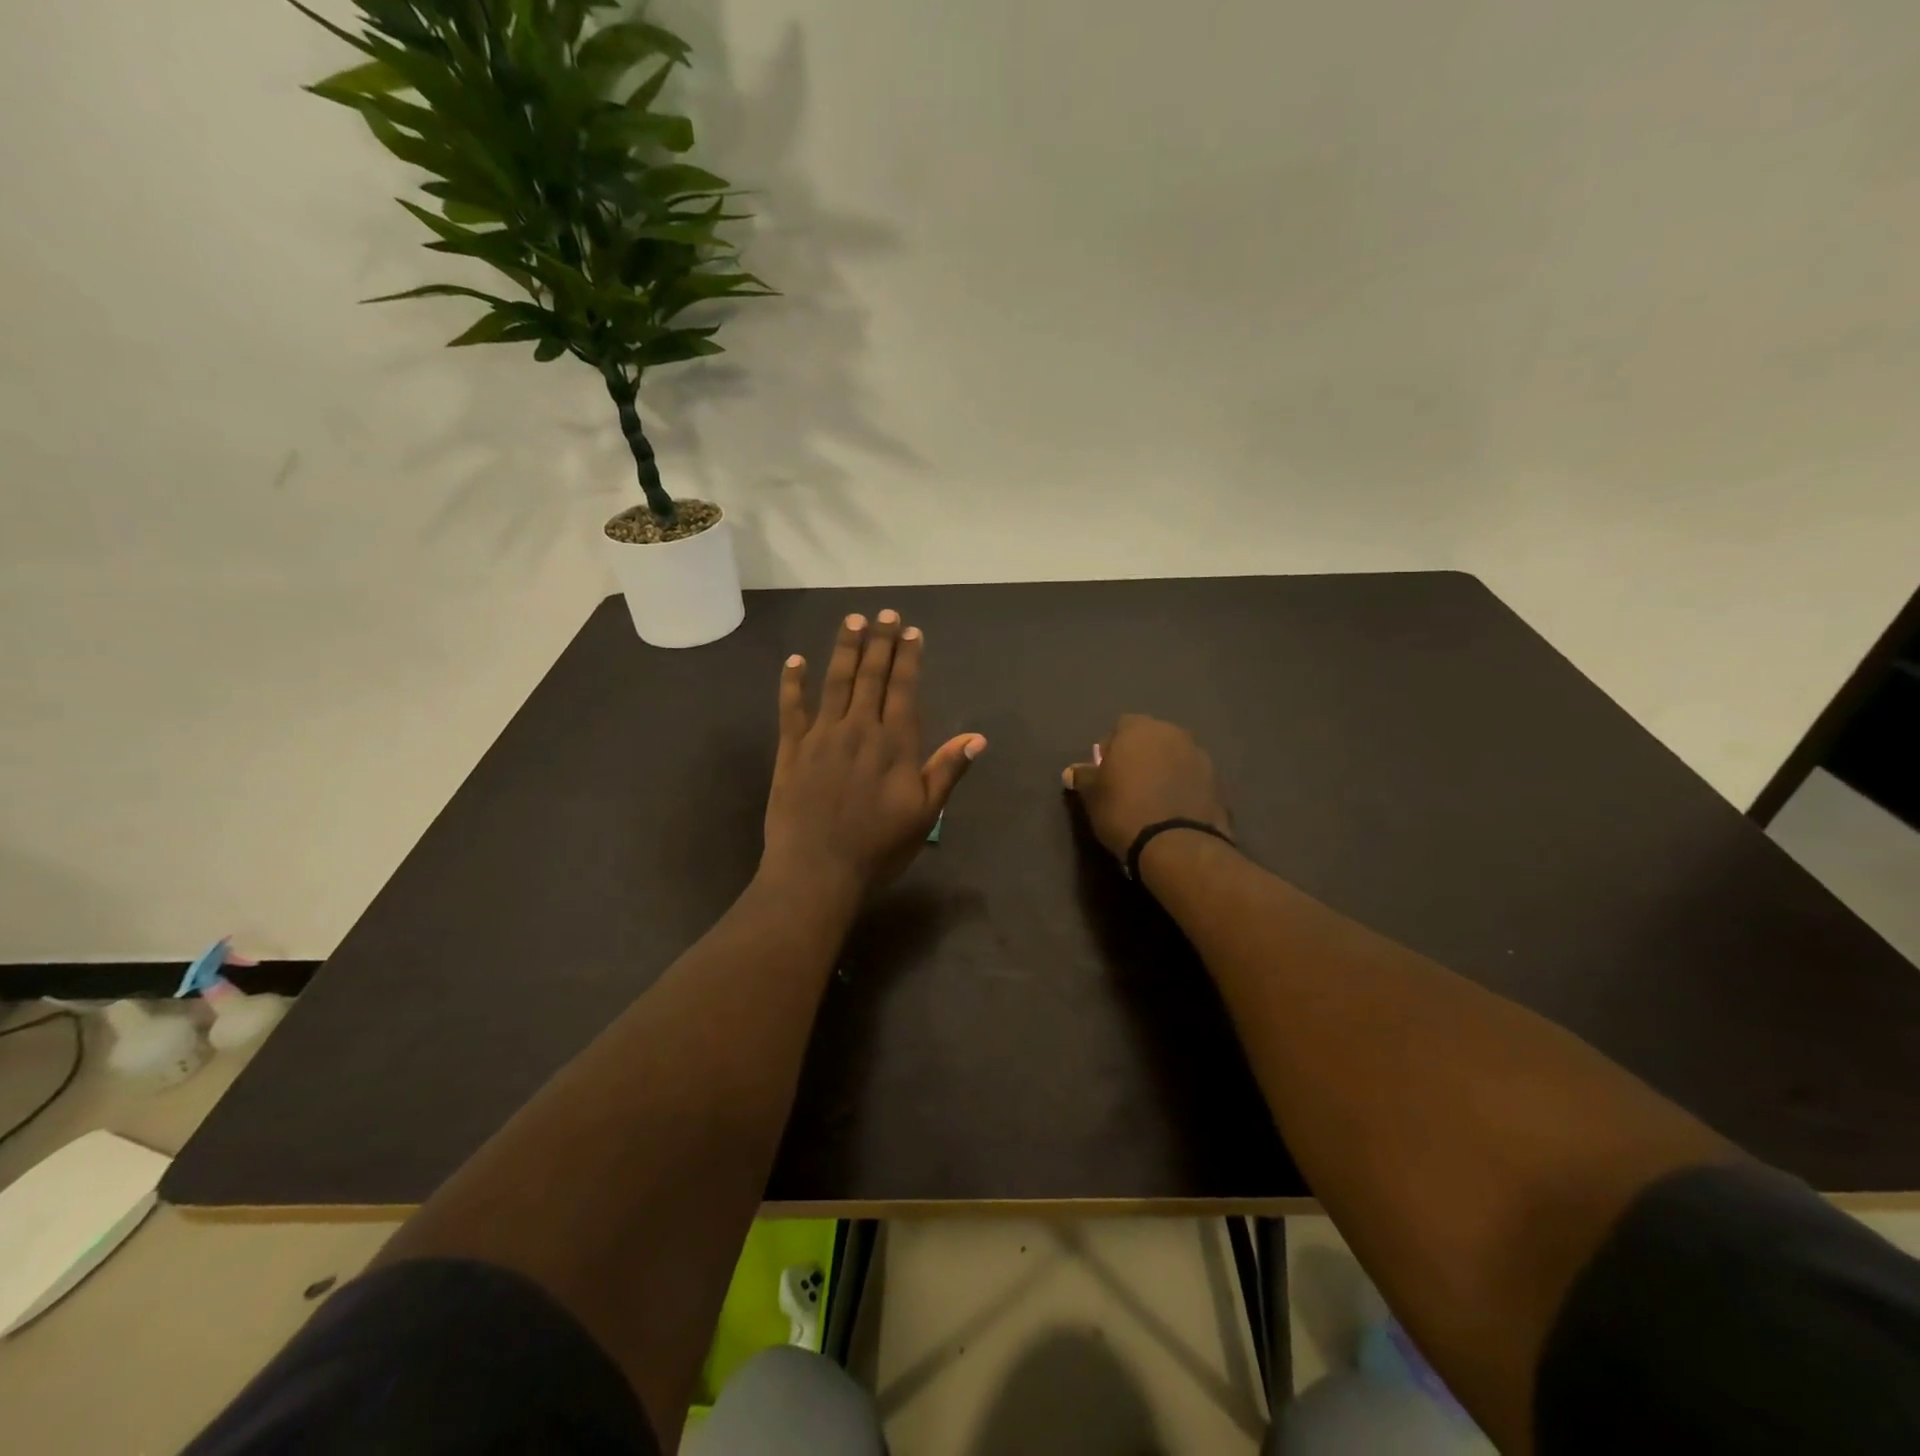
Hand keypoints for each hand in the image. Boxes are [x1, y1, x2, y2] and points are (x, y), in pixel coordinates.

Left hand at [761, 609, 985, 902]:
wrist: (817, 870)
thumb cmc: (878, 847)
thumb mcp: (924, 814)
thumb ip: (947, 771)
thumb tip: (978, 737)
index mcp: (894, 744)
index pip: (904, 689)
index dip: (908, 658)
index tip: (911, 631)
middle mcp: (859, 729)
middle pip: (871, 677)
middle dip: (880, 642)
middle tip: (885, 612)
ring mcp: (822, 736)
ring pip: (835, 682)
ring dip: (844, 650)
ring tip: (852, 621)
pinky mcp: (791, 750)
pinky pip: (791, 709)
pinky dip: (792, 683)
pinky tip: (794, 661)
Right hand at [1062, 714, 1230, 862]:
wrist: (1176, 844)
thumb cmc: (1124, 810)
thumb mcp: (1092, 795)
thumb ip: (1083, 777)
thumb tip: (1072, 771)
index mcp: (1139, 728)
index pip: (1120, 729)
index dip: (1110, 750)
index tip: (1104, 775)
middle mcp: (1172, 733)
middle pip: (1150, 740)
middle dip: (1139, 757)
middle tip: (1127, 787)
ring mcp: (1199, 756)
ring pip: (1173, 758)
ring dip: (1163, 771)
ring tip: (1152, 801)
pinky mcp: (1217, 782)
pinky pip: (1190, 779)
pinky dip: (1181, 788)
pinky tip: (1171, 811)